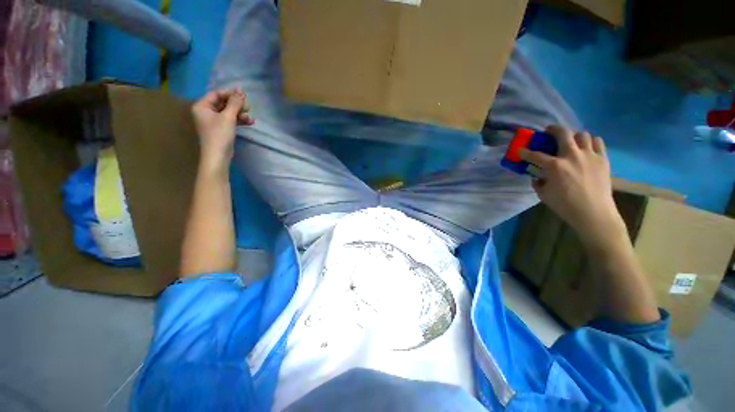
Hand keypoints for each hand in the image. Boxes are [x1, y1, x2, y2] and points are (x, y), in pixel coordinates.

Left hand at [191, 88, 253, 168]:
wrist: (218, 156)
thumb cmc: (220, 134)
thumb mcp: (228, 117)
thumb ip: (234, 103)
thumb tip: (240, 92)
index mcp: (202, 106)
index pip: (216, 94)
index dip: (230, 93)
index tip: (243, 94)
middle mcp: (206, 112)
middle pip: (223, 103)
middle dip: (236, 105)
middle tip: (248, 107)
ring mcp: (213, 121)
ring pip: (228, 112)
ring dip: (240, 114)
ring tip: (251, 118)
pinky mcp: (220, 129)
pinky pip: (230, 120)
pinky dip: (239, 120)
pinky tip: (249, 122)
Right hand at [520, 125, 625, 246]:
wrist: (594, 212)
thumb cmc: (565, 205)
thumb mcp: (544, 195)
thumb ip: (538, 183)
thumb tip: (537, 177)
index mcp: (555, 166)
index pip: (535, 155)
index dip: (525, 152)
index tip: (521, 150)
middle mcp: (572, 155)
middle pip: (563, 133)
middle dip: (553, 129)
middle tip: (548, 132)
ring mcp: (589, 155)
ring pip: (582, 134)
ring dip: (574, 136)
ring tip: (571, 141)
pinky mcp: (602, 159)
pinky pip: (597, 142)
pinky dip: (590, 142)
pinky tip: (586, 148)